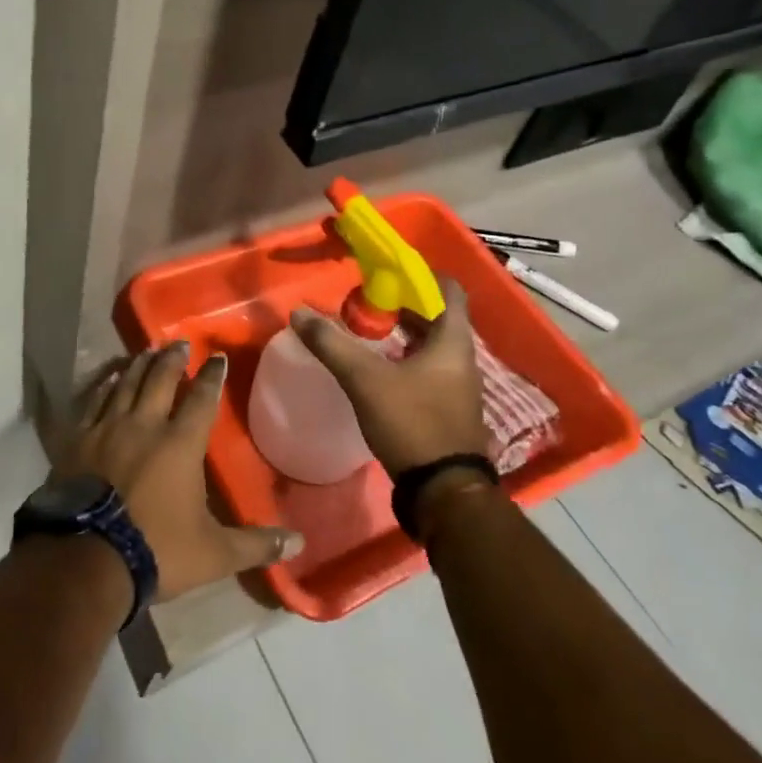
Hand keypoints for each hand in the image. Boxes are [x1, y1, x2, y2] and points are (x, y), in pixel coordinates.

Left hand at [50, 344, 304, 601]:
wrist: (88, 559)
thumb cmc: (157, 550)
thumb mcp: (214, 553)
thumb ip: (256, 544)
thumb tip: (299, 543)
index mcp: (180, 444)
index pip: (201, 399)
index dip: (211, 377)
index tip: (217, 357)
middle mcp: (145, 425)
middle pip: (160, 380)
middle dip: (172, 360)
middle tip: (179, 343)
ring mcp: (108, 429)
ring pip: (126, 384)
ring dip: (139, 365)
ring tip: (147, 351)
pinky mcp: (79, 440)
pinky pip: (95, 402)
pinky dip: (105, 387)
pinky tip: (110, 379)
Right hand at [290, 277, 488, 475]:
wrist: (443, 492)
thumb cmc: (412, 423)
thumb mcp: (365, 380)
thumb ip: (332, 344)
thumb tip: (298, 313)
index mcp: (453, 342)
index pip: (449, 290)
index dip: (422, 274)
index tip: (389, 270)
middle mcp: (462, 359)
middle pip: (438, 316)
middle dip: (404, 303)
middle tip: (369, 298)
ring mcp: (458, 385)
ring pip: (432, 344)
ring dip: (404, 331)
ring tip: (369, 327)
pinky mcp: (449, 407)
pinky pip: (429, 367)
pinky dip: (406, 356)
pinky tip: (380, 365)